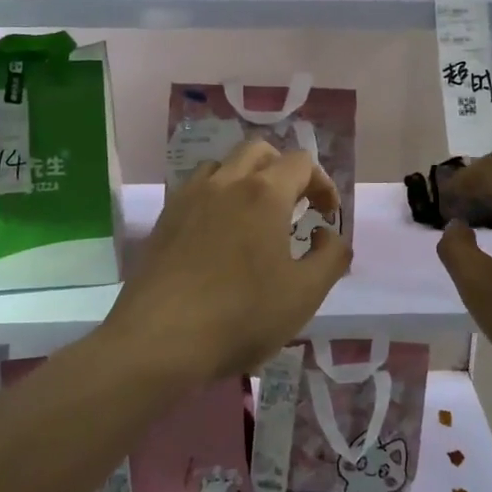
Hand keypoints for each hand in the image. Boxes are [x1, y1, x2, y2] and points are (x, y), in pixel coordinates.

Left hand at [104, 140, 351, 382]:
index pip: (301, 162)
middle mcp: (225, 182)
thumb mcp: (305, 293)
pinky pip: (196, 190)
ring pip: (223, 166)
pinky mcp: (164, 219)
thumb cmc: (241, 315)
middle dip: (284, 170)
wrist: (159, 341)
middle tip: (294, 207)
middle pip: (259, 151)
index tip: (326, 216)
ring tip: (255, 218)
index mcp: (264, 193)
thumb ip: (331, 256)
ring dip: (247, 179)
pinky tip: (219, 235)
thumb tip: (327, 234)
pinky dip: (217, 197)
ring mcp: (189, 198)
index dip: (322, 183)